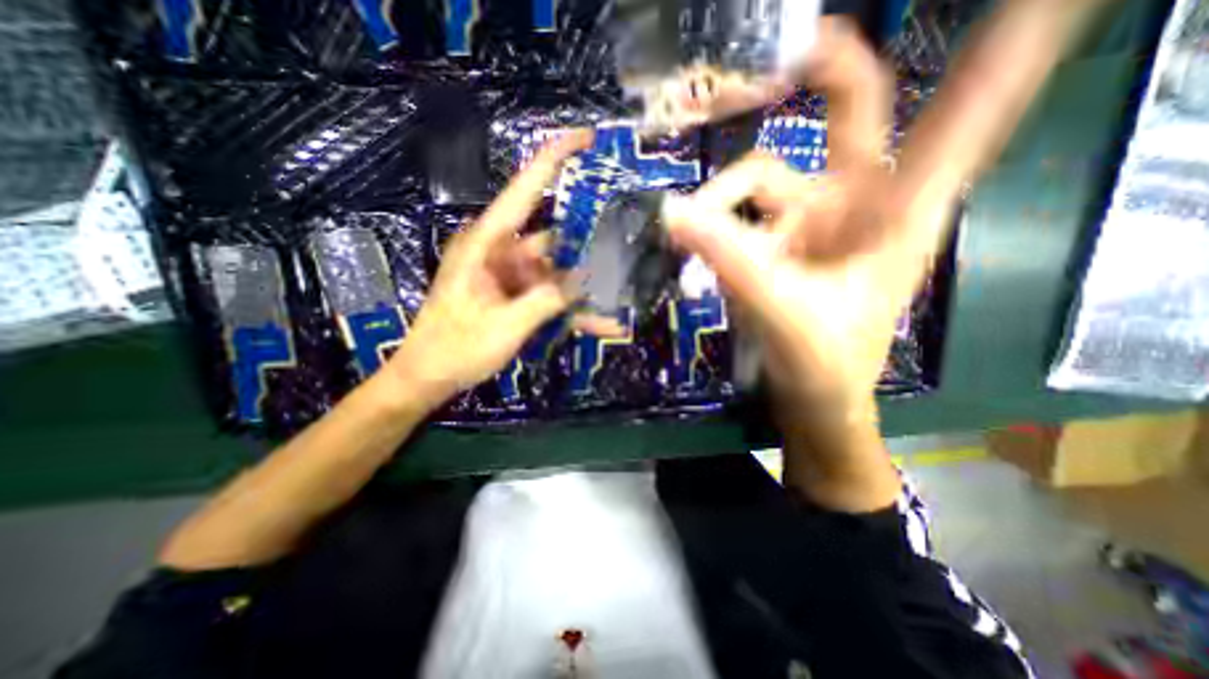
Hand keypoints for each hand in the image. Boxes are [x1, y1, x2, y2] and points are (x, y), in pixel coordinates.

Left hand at [384, 131, 600, 410]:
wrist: (429, 376)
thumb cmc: (457, 348)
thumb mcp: (505, 325)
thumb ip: (547, 300)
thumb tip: (586, 279)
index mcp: (488, 244)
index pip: (525, 190)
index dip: (554, 159)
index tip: (587, 139)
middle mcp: (501, 252)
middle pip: (553, 239)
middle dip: (587, 247)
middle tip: (626, 250)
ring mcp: (510, 276)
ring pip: (556, 272)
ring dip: (583, 289)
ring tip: (619, 300)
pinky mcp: (515, 295)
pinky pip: (549, 295)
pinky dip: (571, 309)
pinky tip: (601, 323)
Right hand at [659, 10, 1086, 418]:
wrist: (810, 395)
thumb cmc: (823, 362)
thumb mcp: (781, 311)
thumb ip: (731, 260)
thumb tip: (673, 213)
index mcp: (897, 215)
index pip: (957, 122)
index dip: (997, 58)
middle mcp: (858, 204)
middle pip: (850, 117)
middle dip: (824, 79)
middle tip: (792, 52)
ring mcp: (814, 220)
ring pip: (761, 179)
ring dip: (720, 203)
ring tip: (688, 234)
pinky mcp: (781, 240)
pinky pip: (741, 213)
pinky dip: (713, 225)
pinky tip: (696, 243)